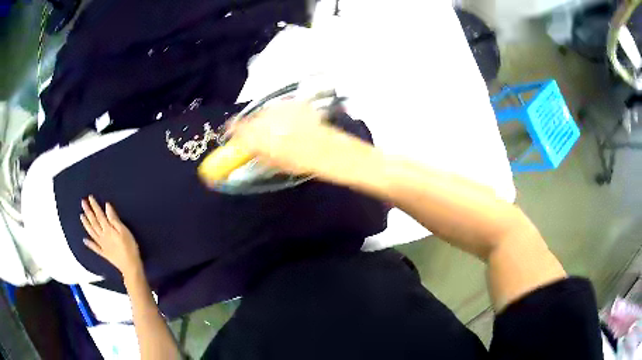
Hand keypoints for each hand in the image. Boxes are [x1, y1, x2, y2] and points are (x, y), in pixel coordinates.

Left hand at [80, 195, 142, 278]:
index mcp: (108, 229)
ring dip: (86, 224)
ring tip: (81, 216)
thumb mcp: (124, 231)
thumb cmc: (130, 247)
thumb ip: (114, 219)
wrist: (130, 266)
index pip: (99, 215)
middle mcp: (102, 236)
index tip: (89, 197)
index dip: (94, 206)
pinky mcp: (104, 253)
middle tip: (82, 203)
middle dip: (88, 212)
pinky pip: (94, 247)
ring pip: (92, 233)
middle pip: (94, 222)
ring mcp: (102, 245)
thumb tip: (107, 206)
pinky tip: (84, 240)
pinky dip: (89, 244)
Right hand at [230, 101, 358, 177]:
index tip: (233, 134)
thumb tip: (249, 148)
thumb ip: (257, 152)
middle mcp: (264, 118)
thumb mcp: (273, 162)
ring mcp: (279, 108)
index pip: (236, 128)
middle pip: (251, 119)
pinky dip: (282, 114)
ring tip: (280, 129)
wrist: (325, 148)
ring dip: (268, 119)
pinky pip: (281, 108)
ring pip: (266, 112)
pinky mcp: (292, 102)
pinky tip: (292, 123)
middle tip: (260, 135)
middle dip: (252, 126)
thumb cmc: (298, 161)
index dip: (232, 131)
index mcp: (256, 135)